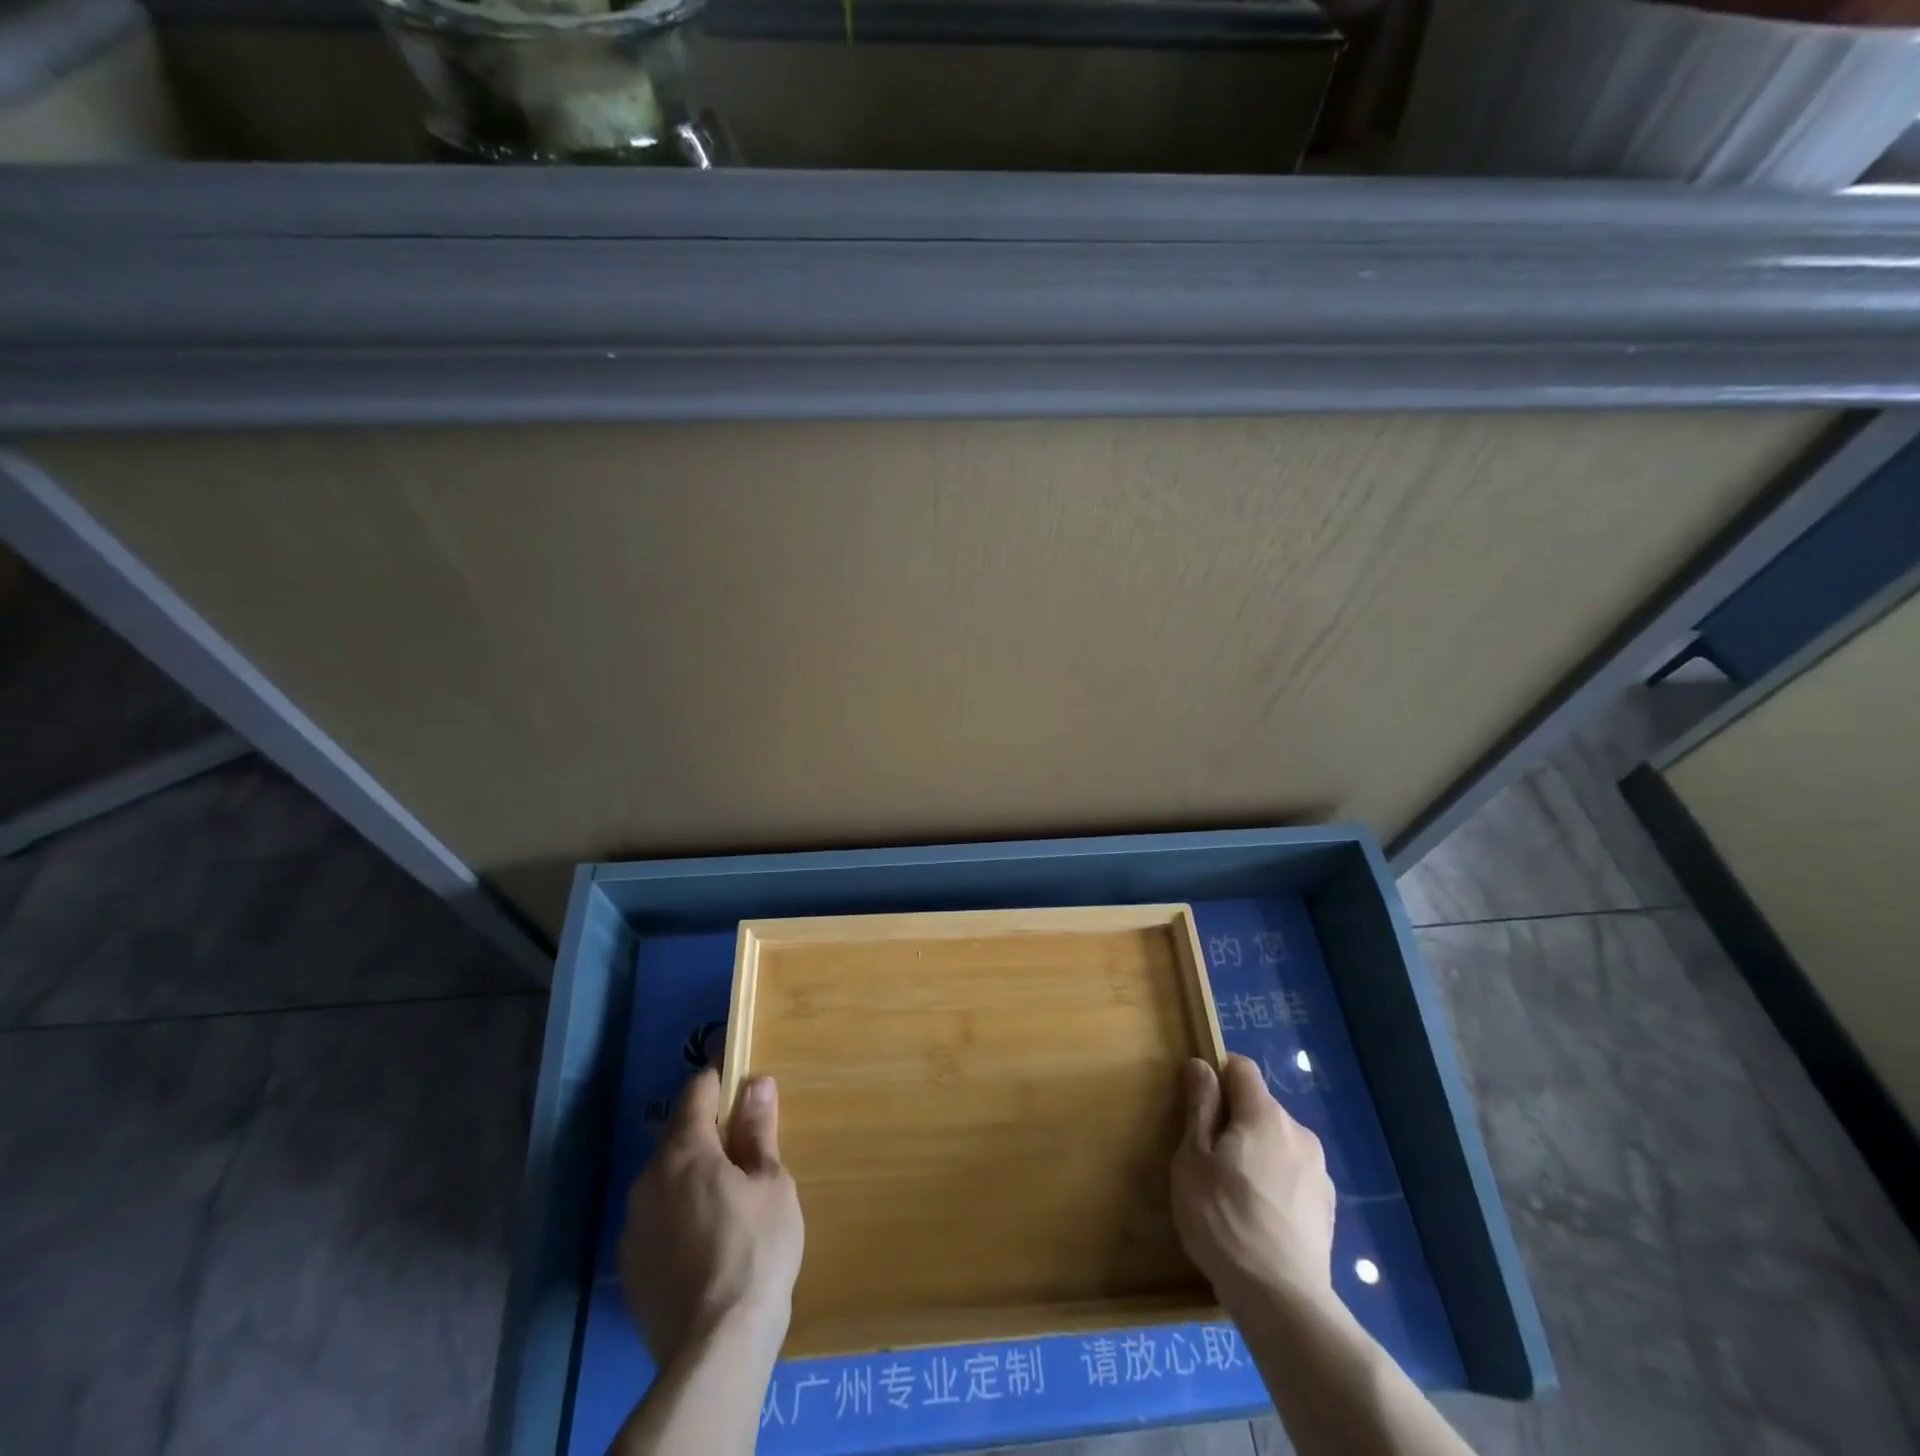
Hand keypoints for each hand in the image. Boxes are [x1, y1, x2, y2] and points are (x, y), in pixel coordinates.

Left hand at [619, 1069, 804, 1367]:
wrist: (714, 1351)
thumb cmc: (755, 1251)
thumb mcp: (771, 1183)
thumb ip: (758, 1130)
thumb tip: (756, 1082)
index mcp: (684, 1151)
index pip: (697, 1091)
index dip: (721, 1078)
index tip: (742, 1076)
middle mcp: (648, 1179)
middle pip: (679, 1134)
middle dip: (709, 1129)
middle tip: (746, 1144)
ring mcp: (633, 1225)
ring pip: (665, 1178)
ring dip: (693, 1173)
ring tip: (729, 1195)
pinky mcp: (630, 1267)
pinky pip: (657, 1218)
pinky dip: (679, 1212)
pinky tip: (707, 1238)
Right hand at [1171, 1054, 1335, 1313]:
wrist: (1282, 1300)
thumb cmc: (1224, 1219)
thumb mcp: (1193, 1158)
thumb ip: (1200, 1106)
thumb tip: (1202, 1065)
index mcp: (1265, 1114)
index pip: (1241, 1068)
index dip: (1217, 1079)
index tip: (1199, 1111)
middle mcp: (1299, 1132)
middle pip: (1260, 1107)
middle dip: (1235, 1122)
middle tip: (1210, 1161)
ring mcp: (1319, 1172)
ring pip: (1278, 1142)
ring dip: (1257, 1153)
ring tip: (1235, 1195)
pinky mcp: (1328, 1208)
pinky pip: (1293, 1175)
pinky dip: (1276, 1183)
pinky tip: (1260, 1219)